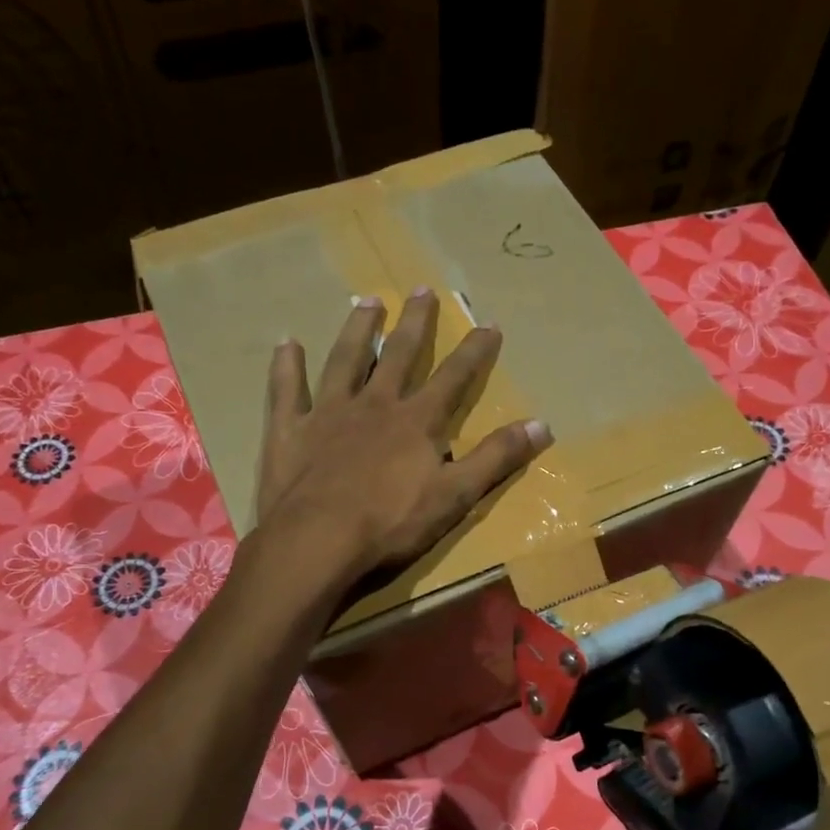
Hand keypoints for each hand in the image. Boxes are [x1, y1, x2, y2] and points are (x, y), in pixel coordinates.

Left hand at [255, 288, 550, 585]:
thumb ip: (496, 458)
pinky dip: (286, 367)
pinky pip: (287, 390)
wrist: (318, 540)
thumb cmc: (391, 523)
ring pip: (345, 360)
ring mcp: (328, 413)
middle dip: (414, 323)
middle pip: (398, 354)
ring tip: (367, 301)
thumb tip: (542, 424)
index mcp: (416, 421)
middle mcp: (374, 404)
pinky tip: (287, 343)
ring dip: (358, 330)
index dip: (474, 352)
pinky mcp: (290, 430)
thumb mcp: (455, 496)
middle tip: (421, 289)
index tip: (489, 324)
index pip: (453, 378)